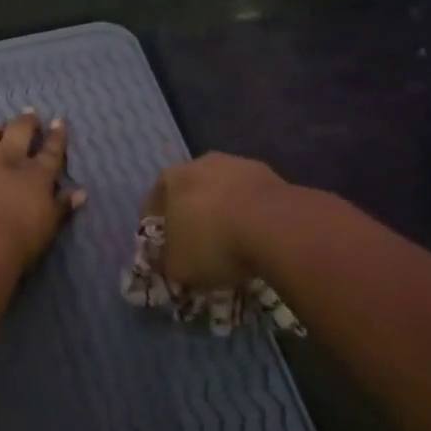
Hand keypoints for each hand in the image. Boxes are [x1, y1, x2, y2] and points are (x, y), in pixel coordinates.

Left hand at [0, 112, 85, 271]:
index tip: (58, 121)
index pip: (51, 150)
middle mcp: (7, 161)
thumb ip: (62, 206)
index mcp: (36, 175)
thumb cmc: (20, 240)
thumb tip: (80, 193)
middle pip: (18, 130)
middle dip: (26, 121)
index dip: (56, 135)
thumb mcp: (49, 226)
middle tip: (29, 114)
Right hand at [141, 153, 295, 291]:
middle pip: (190, 192)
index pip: (153, 203)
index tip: (163, 249)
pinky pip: (251, 198)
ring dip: (223, 212)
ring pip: (222, 192)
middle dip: (191, 216)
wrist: (277, 229)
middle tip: (196, 244)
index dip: (156, 229)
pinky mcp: (272, 175)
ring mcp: (239, 165)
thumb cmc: (213, 244)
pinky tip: (255, 237)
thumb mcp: (178, 267)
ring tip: (230, 242)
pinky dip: (250, 214)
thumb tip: (170, 264)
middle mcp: (201, 163)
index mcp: (171, 179)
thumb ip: (168, 263)